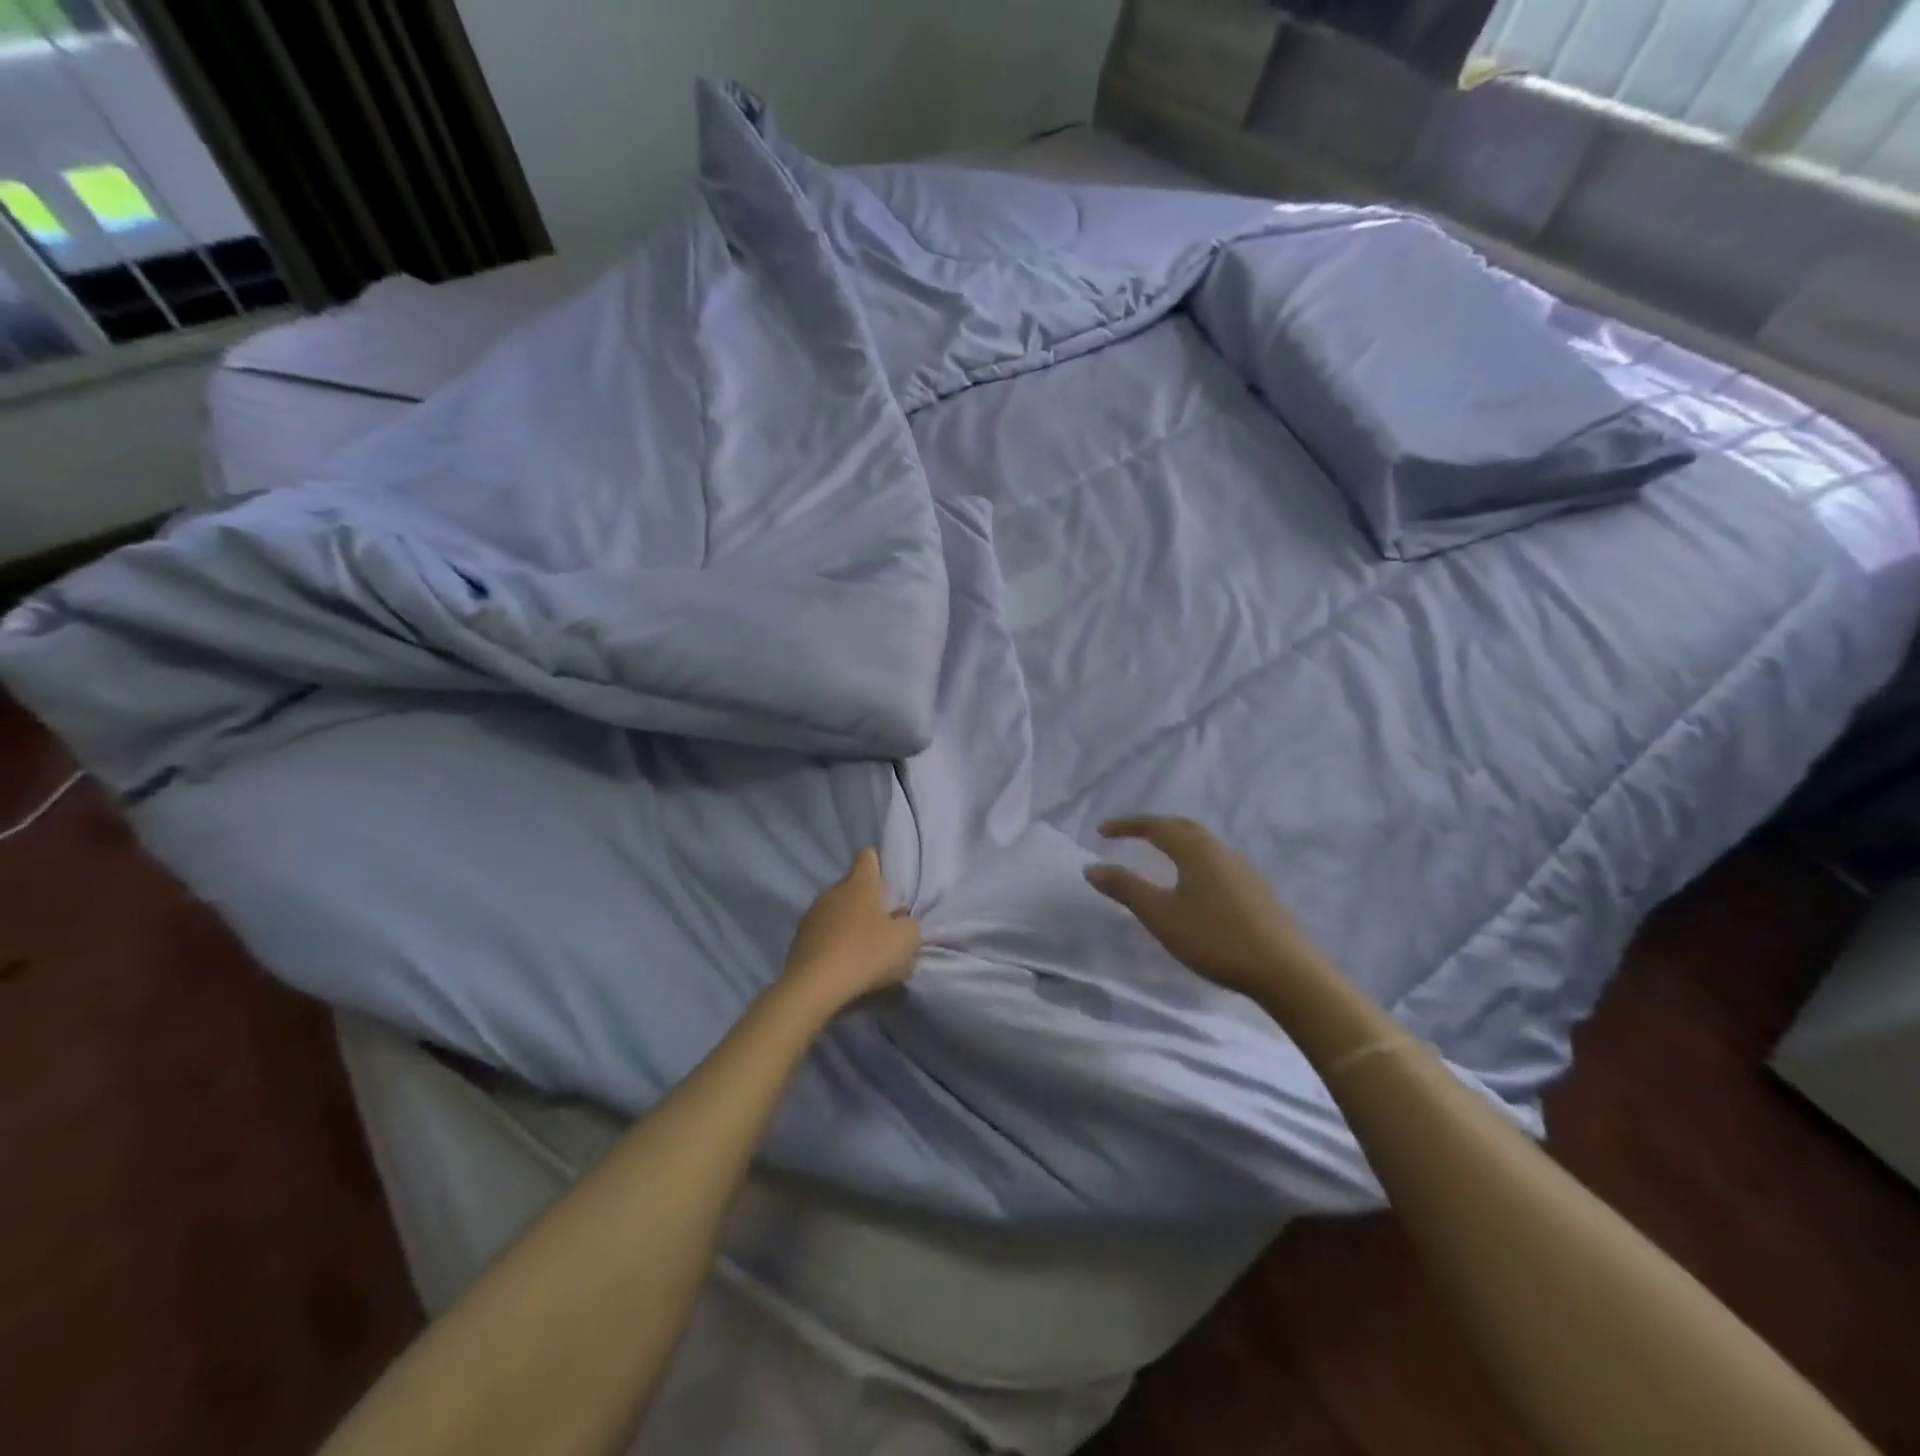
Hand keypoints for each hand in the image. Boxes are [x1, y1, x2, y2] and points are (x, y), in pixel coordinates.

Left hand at [780, 849, 920, 1015]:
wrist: (814, 987)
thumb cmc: (866, 953)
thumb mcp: (907, 940)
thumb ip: (909, 925)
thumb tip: (900, 923)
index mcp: (859, 883)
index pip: (867, 856)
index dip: (879, 866)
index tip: (889, 888)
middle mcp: (832, 891)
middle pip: (853, 887)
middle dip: (868, 903)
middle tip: (884, 929)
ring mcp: (812, 914)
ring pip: (837, 912)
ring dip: (850, 925)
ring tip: (863, 953)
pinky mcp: (798, 940)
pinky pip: (823, 935)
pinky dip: (834, 945)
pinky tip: (844, 967)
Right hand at [1085, 815, 1328, 1001]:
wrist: (1286, 970)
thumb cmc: (1215, 939)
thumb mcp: (1161, 916)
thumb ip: (1125, 888)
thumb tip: (1092, 867)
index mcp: (1195, 850)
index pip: (1155, 826)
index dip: (1126, 826)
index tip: (1102, 831)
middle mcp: (1220, 850)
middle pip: (1183, 827)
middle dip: (1153, 827)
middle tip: (1130, 836)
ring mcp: (1243, 869)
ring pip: (1203, 844)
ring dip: (1177, 842)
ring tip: (1159, 858)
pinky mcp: (1257, 889)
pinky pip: (1217, 862)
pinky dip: (1195, 860)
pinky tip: (1194, 885)